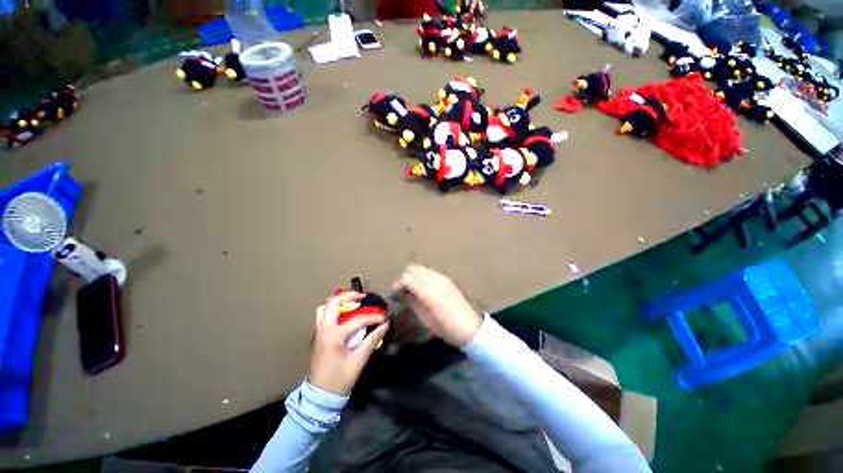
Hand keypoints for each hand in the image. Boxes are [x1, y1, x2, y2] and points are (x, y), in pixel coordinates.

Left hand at [309, 292, 387, 395]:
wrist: (321, 395)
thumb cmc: (340, 379)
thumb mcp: (359, 360)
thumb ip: (372, 340)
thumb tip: (384, 326)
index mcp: (334, 336)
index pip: (357, 320)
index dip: (373, 317)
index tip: (384, 317)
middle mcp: (324, 329)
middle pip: (333, 303)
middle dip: (349, 296)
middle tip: (363, 297)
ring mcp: (319, 332)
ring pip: (324, 307)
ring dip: (338, 301)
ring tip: (352, 302)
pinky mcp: (319, 335)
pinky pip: (323, 315)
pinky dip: (333, 309)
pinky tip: (345, 315)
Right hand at [393, 265, 481, 346]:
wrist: (469, 327)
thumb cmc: (445, 327)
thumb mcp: (425, 318)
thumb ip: (413, 302)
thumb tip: (405, 293)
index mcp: (428, 291)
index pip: (407, 278)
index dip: (398, 284)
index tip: (394, 292)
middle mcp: (435, 280)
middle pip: (413, 269)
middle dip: (405, 277)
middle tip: (402, 289)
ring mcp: (442, 278)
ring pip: (422, 268)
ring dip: (414, 275)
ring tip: (411, 288)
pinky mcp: (447, 279)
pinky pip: (430, 272)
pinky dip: (423, 276)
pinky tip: (423, 287)